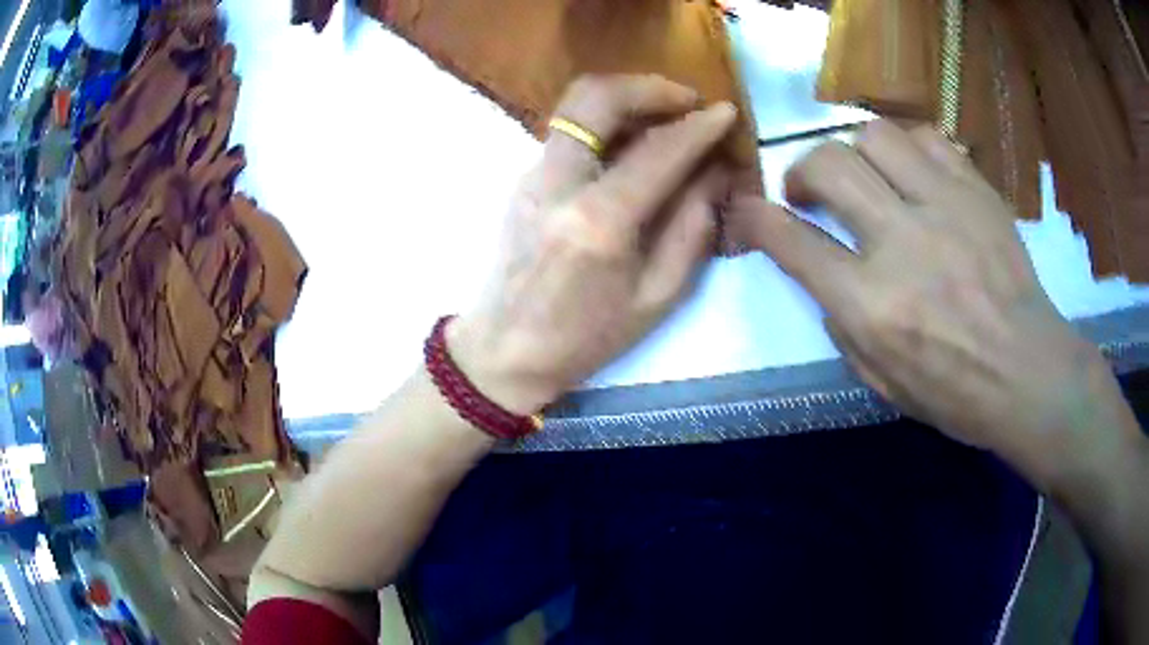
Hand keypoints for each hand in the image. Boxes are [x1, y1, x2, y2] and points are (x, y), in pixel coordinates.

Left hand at [452, 75, 735, 414]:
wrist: (506, 349)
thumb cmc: (585, 337)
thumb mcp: (657, 297)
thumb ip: (692, 227)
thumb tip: (715, 173)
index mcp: (599, 222)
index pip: (657, 151)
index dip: (698, 126)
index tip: (726, 112)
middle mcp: (558, 183)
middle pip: (597, 97)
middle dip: (649, 86)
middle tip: (687, 100)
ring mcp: (532, 174)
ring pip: (577, 106)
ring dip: (626, 97)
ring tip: (665, 115)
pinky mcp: (524, 178)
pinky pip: (568, 129)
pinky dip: (606, 120)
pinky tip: (632, 142)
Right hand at [728, 120, 1141, 491]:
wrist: (1029, 372)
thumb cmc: (956, 393)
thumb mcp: (882, 382)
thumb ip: (842, 325)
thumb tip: (823, 277)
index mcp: (873, 307)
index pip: (792, 242)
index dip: (756, 218)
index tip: (747, 209)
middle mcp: (902, 243)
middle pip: (828, 165)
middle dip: (802, 170)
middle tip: (809, 190)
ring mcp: (944, 207)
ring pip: (875, 135)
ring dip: (855, 152)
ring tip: (865, 176)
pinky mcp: (976, 191)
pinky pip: (927, 139)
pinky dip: (907, 149)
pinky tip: (912, 173)